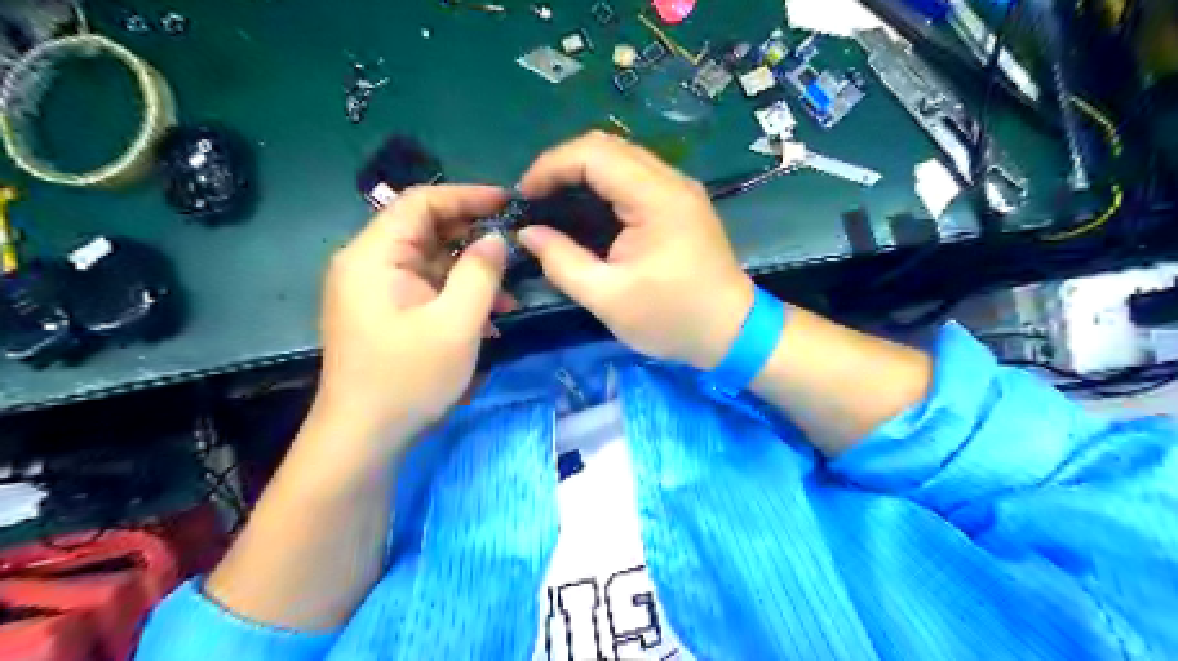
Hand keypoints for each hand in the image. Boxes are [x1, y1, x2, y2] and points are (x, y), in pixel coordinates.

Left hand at [311, 185, 512, 452]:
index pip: (421, 202)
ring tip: (509, 295)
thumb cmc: (408, 379)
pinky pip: (426, 289)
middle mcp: (368, 264)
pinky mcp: (385, 313)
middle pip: (426, 231)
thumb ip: (480, 274)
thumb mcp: (456, 324)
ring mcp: (375, 291)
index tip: (509, 203)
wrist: (364, 438)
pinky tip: (488, 318)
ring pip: (430, 263)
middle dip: (473, 238)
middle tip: (516, 248)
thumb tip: (496, 239)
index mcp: (374, 256)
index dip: (467, 196)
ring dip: (470, 273)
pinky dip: (457, 296)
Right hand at [518, 130, 753, 367]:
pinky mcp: (680, 203)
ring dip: (582, 173)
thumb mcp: (607, 299)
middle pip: (606, 146)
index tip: (524, 197)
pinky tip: (586, 212)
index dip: (550, 166)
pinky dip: (603, 185)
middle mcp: (671, 181)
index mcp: (655, 198)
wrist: (732, 331)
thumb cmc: (672, 318)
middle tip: (535, 200)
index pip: (593, 153)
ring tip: (553, 204)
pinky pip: (635, 177)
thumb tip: (528, 234)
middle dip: (562, 166)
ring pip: (621, 158)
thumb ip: (562, 262)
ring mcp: (679, 189)